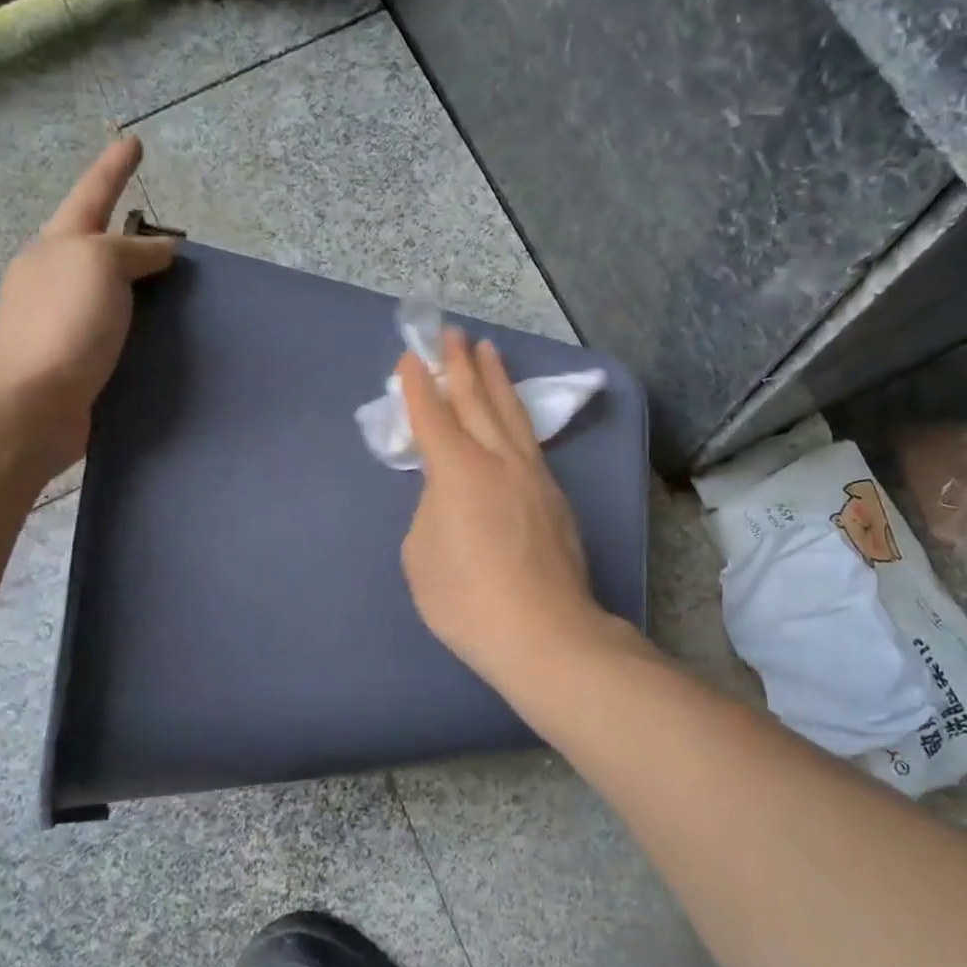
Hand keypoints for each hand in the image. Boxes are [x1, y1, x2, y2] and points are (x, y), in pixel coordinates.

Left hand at [0, 136, 173, 479]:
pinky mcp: (78, 360)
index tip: (132, 140)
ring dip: (140, 286)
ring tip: (180, 290)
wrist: (29, 406)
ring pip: (111, 291)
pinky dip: (142, 326)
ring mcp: (64, 321)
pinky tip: (165, 337)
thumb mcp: (98, 265)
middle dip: (129, 235)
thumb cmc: (62, 324)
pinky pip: (119, 331)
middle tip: (171, 240)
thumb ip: (133, 250)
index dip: (114, 167)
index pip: (93, 194)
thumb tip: (161, 249)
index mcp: (57, 246)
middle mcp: (56, 278)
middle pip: (98, 244)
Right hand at [399, 328, 613, 684]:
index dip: (419, 385)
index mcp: (457, 470)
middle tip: (453, 334)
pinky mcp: (555, 495)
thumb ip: (430, 509)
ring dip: (496, 380)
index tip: (412, 356)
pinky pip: (530, 440)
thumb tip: (447, 494)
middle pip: (477, 400)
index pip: (433, 415)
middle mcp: (497, 459)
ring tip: (489, 350)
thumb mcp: (421, 554)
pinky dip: (515, 416)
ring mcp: (532, 474)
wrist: (544, 632)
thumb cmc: (468, 599)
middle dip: (461, 365)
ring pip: (511, 414)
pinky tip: (514, 415)